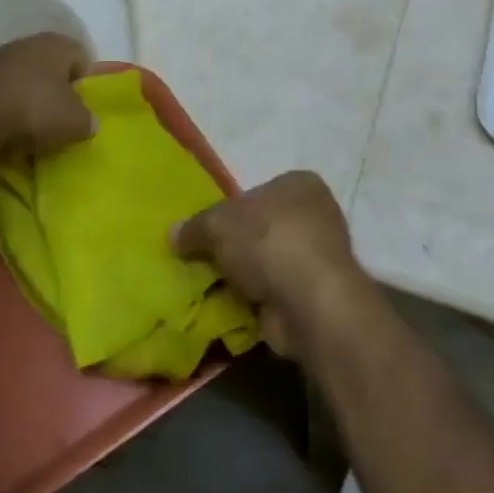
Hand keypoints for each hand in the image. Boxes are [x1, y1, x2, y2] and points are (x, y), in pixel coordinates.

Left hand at [0, 32, 94, 159]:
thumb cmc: (34, 108)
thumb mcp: (75, 122)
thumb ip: (88, 120)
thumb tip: (89, 121)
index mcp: (57, 44)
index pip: (82, 56)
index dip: (86, 81)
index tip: (84, 107)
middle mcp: (28, 43)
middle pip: (51, 67)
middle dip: (55, 91)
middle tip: (59, 119)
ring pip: (23, 80)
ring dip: (28, 100)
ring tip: (31, 130)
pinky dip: (4, 110)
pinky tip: (5, 132)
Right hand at [172, 171, 372, 359]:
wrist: (310, 303)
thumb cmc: (268, 242)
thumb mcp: (218, 224)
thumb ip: (195, 226)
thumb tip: (174, 234)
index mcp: (299, 184)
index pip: (258, 191)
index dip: (231, 209)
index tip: (209, 230)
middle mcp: (316, 215)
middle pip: (263, 227)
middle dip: (238, 245)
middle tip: (205, 259)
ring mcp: (319, 257)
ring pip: (269, 262)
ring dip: (247, 276)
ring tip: (213, 287)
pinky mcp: (317, 295)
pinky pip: (276, 292)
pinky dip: (257, 300)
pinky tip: (232, 308)